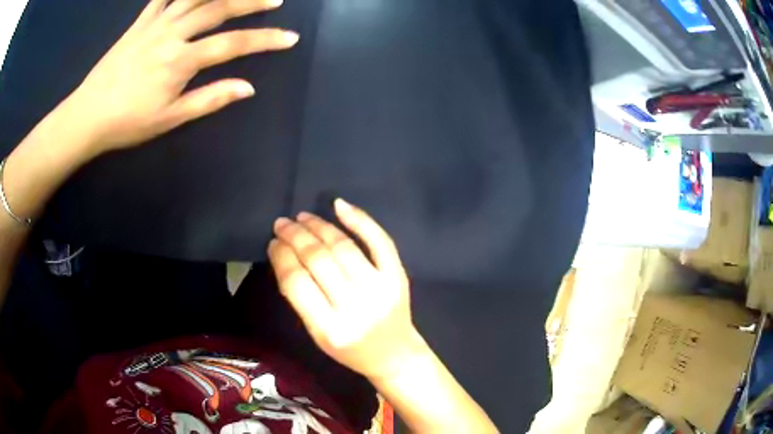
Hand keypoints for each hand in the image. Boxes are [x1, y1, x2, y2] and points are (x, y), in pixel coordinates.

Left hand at [64, 0, 297, 153]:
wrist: (87, 116)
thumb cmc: (127, 123)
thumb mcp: (170, 119)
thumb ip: (209, 99)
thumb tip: (247, 88)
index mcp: (180, 61)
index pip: (232, 44)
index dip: (265, 40)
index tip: (290, 38)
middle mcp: (172, 33)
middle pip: (219, 8)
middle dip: (252, 2)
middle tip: (275, 0)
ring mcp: (155, 23)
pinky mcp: (140, 22)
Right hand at [268, 199, 425, 380]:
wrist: (394, 354)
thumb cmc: (350, 350)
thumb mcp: (317, 335)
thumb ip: (300, 299)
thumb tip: (285, 253)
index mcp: (330, 329)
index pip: (297, 282)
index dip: (281, 256)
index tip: (273, 242)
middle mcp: (356, 307)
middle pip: (319, 260)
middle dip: (295, 236)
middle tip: (282, 223)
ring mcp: (381, 289)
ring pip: (343, 247)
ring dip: (319, 226)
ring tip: (303, 217)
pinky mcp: (398, 277)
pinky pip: (380, 242)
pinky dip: (360, 220)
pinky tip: (339, 206)